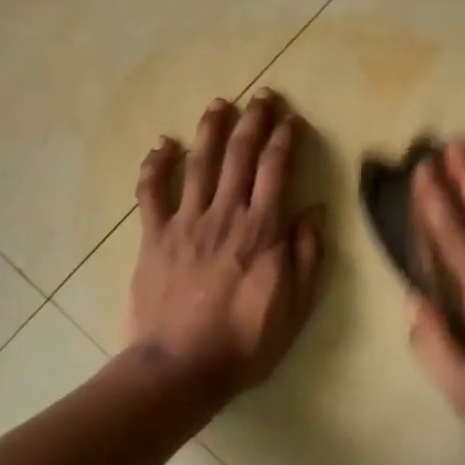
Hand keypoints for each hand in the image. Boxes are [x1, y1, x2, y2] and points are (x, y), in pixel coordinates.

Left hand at [126, 89, 326, 395]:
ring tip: (220, 103)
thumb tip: (314, 210)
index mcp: (262, 230)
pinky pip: (151, 192)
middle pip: (240, 155)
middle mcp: (225, 214)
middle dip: (253, 120)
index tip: (291, 119)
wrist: (181, 368)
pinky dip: (155, 165)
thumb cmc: (246, 342)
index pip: (277, 169)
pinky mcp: (154, 235)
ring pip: (200, 163)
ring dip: (211, 129)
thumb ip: (307, 255)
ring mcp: (186, 221)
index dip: (285, 139)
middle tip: (263, 96)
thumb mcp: (296, 307)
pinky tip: (161, 144)